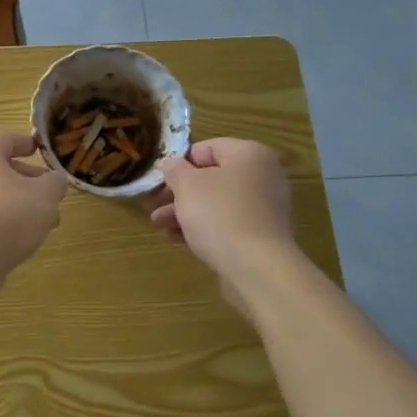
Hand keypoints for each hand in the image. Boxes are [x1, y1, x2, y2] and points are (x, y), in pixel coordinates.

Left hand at [0, 132, 67, 278]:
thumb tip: (56, 180)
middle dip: (27, 181)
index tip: (40, 150)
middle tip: (51, 193)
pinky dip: (2, 223)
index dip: (27, 144)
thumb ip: (54, 183)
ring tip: (44, 221)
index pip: (7, 140)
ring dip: (18, 205)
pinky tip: (22, 238)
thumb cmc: (7, 212)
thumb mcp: (44, 195)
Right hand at [149, 139, 300, 320]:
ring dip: (185, 212)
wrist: (256, 267)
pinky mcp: (260, 235)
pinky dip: (202, 227)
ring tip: (159, 226)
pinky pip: (226, 223)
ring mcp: (264, 207)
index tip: (158, 181)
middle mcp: (262, 176)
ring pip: (216, 203)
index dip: (178, 163)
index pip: (206, 148)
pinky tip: (177, 239)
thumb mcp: (187, 186)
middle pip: (210, 178)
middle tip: (153, 206)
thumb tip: (170, 163)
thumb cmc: (219, 215)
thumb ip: (174, 170)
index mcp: (248, 154)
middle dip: (178, 193)